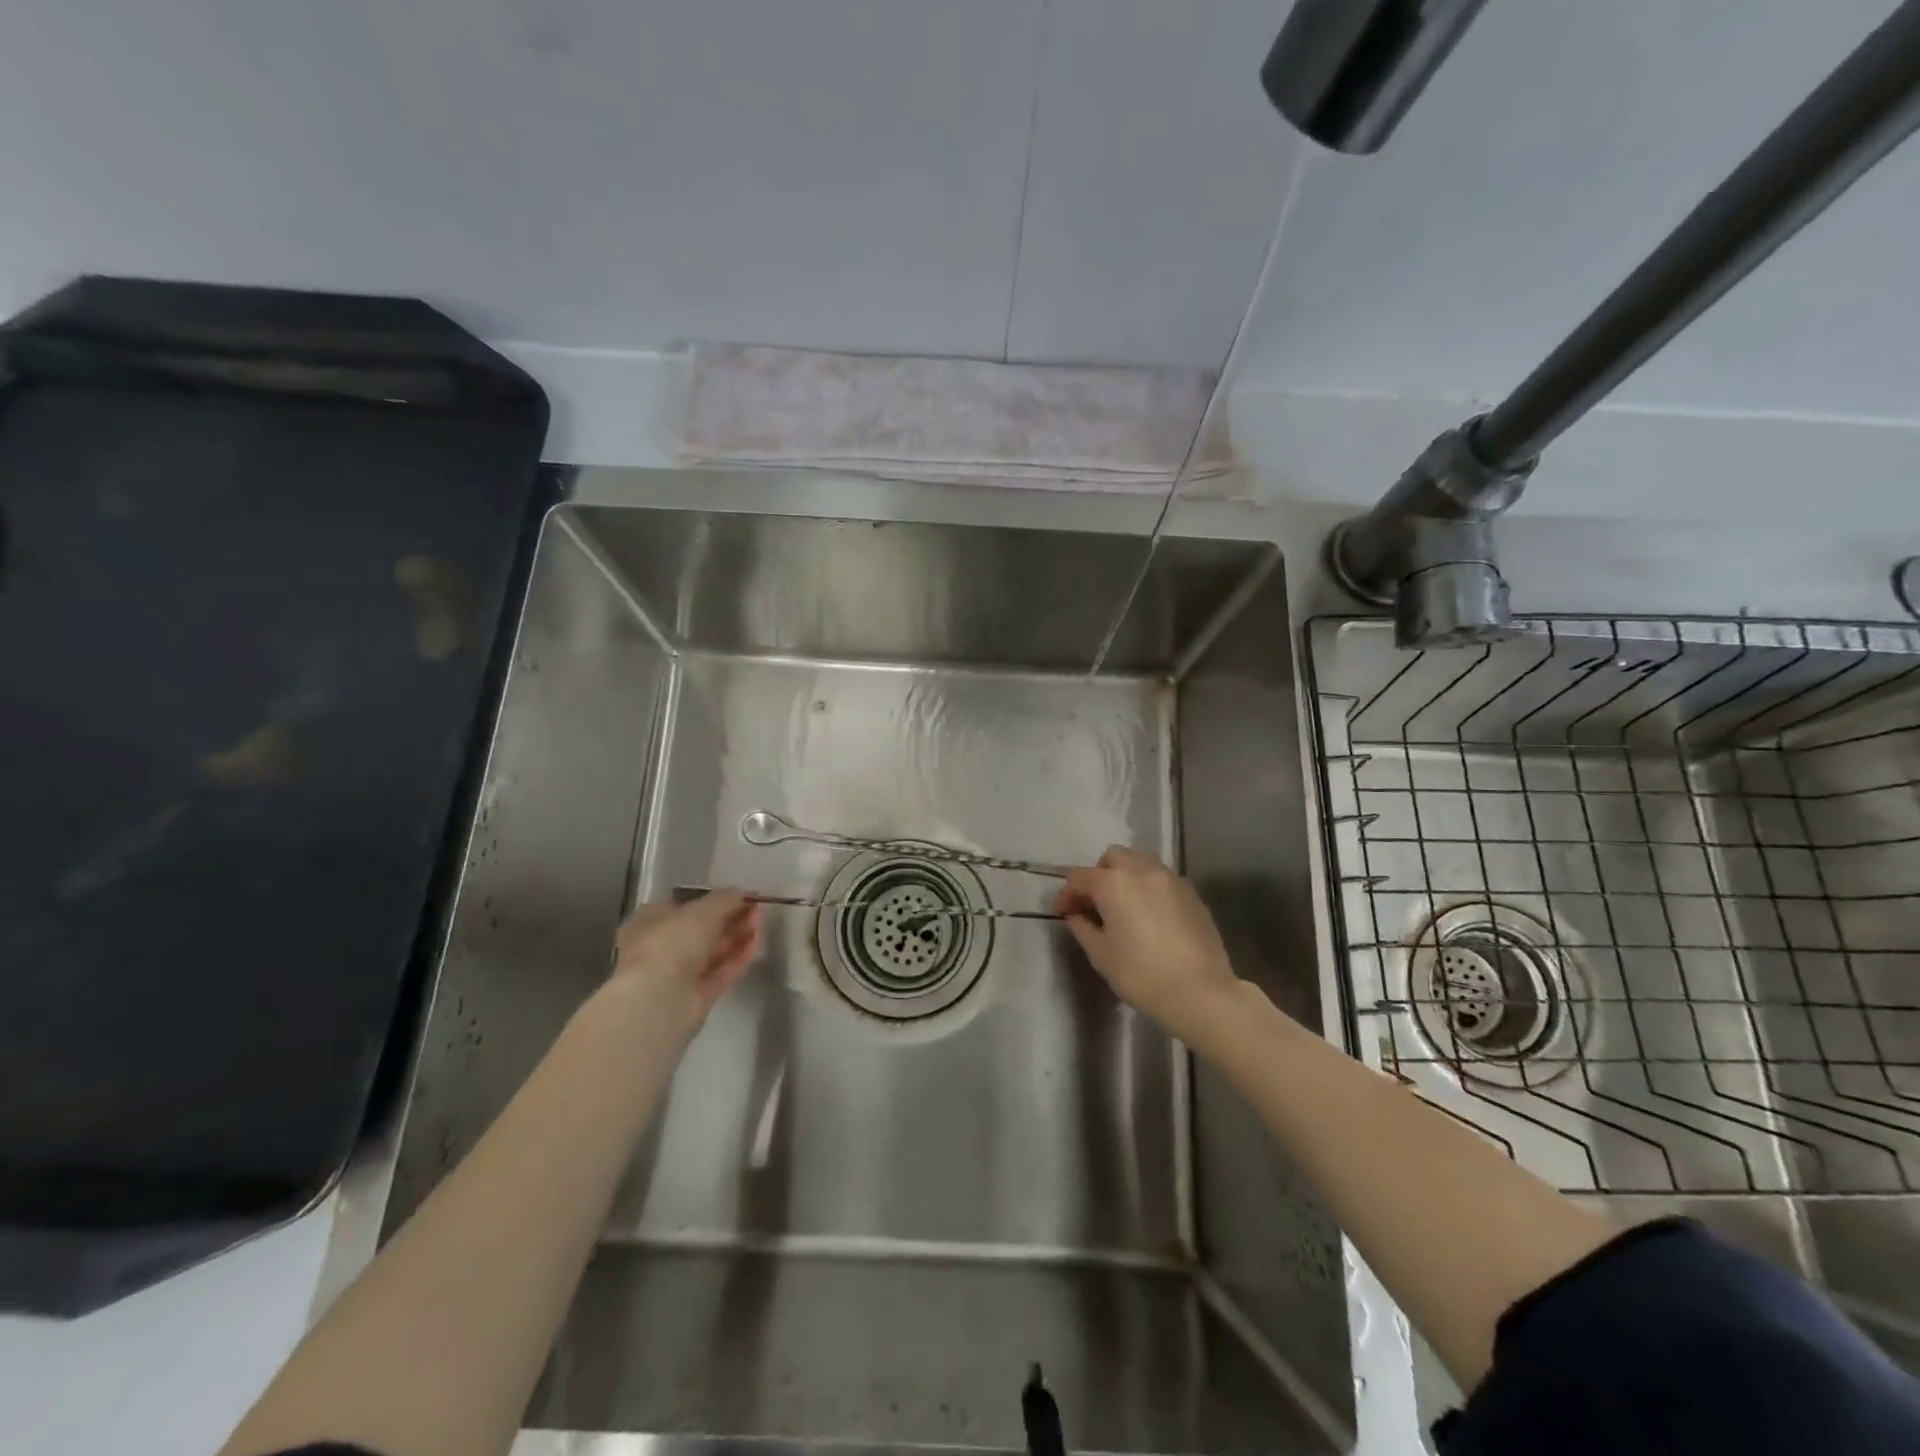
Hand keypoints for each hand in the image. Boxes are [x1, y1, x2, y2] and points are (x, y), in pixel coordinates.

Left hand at [610, 891, 762, 1034]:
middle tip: (756, 908)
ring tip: (760, 922)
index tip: (741, 895)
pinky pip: (722, 971)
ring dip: (738, 935)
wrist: (658, 1000)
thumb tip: (744, 893)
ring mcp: (680, 973)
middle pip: (703, 929)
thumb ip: (726, 899)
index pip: (687, 905)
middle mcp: (663, 946)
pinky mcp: (697, 995)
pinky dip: (739, 957)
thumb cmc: (671, 943)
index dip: (715, 899)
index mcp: (652, 921)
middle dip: (731, 917)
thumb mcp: (702, 910)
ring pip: (714, 950)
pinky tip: (756, 943)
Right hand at [1053, 847, 1242, 1046]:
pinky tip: (1150, 915)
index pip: (1079, 877)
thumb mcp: (1101, 955)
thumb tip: (1077, 916)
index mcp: (1113, 883)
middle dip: (1099, 874)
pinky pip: (1162, 879)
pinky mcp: (1192, 894)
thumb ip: (1083, 928)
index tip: (1063, 913)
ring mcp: (1171, 880)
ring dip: (1126, 876)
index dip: (1066, 894)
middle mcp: (1142, 871)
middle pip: (1113, 857)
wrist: (1200, 992)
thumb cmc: (1141, 975)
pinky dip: (1149, 887)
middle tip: (1095, 903)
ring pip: (1141, 862)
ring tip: (1124, 905)